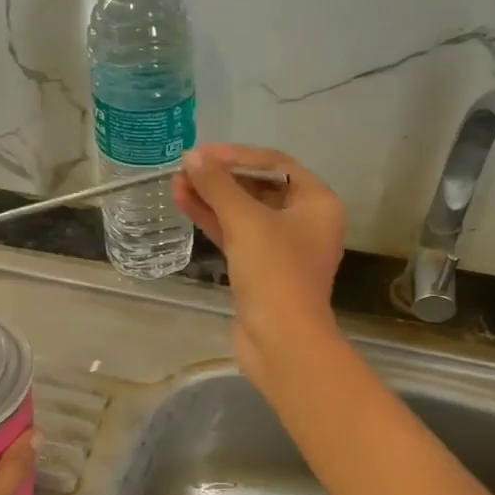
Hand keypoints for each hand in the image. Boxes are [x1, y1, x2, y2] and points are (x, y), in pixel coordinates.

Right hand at [173, 143, 345, 388]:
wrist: (281, 341)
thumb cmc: (275, 272)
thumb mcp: (246, 221)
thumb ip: (218, 185)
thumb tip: (193, 157)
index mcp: (317, 202)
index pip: (275, 163)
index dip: (236, 155)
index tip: (201, 153)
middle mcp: (305, 220)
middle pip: (259, 186)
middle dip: (221, 177)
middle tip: (185, 168)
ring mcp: (283, 247)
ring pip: (244, 212)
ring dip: (212, 197)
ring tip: (177, 183)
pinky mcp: (262, 269)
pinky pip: (238, 235)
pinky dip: (214, 220)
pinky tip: (185, 204)